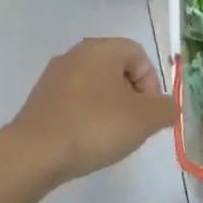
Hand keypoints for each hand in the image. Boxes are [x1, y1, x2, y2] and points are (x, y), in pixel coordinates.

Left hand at [9, 38, 177, 184]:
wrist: (35, 153)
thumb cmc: (96, 126)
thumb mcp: (146, 119)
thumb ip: (166, 109)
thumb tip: (167, 107)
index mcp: (101, 49)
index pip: (140, 56)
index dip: (152, 84)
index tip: (149, 113)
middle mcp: (75, 55)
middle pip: (118, 71)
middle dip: (132, 98)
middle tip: (134, 126)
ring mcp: (54, 77)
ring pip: (97, 88)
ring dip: (111, 109)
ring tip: (111, 137)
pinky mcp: (41, 100)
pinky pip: (76, 103)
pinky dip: (88, 118)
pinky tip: (88, 141)